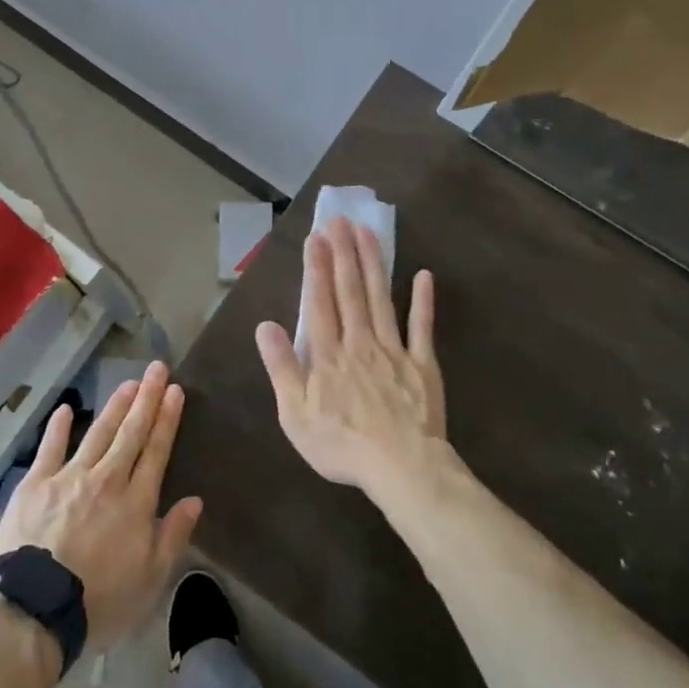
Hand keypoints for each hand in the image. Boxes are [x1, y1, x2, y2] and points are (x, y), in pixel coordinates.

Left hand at [0, 361, 203, 651]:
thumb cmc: (99, 600)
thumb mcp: (150, 579)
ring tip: (128, 382)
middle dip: (146, 398)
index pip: (157, 451)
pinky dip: (58, 427)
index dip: (167, 419)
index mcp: (136, 502)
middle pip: (131, 432)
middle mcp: (107, 479)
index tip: (176, 391)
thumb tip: (195, 500)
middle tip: (157, 369)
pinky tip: (66, 409)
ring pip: (98, 433)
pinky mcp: (36, 484)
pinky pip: (50, 448)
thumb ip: (173, 535)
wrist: (36, 608)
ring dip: (115, 406)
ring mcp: (69, 477)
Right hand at [255, 216, 446, 494]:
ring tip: (368, 232)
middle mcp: (360, 342)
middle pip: (350, 291)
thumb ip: (281, 367)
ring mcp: (394, 350)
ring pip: (381, 299)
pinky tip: (423, 275)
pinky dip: (423, 301)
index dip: (316, 268)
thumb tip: (265, 325)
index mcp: (328, 355)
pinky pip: (422, 328)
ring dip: (374, 264)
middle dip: (343, 253)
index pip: (319, 302)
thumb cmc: (341, 445)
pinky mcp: (423, 364)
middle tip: (340, 220)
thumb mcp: (295, 414)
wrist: (401, 467)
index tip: (316, 238)